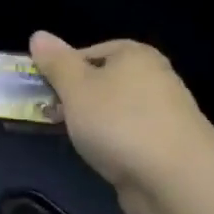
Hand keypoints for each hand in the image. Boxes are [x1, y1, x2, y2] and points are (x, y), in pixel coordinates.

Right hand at [30, 32, 213, 212]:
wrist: (174, 178)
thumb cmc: (119, 122)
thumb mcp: (76, 88)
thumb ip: (56, 63)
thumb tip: (38, 35)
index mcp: (134, 54)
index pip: (90, 51)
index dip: (63, 69)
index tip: (43, 91)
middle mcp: (153, 77)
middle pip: (103, 81)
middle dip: (75, 99)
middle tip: (51, 116)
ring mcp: (162, 113)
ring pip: (114, 111)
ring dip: (91, 123)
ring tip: (73, 140)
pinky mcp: (164, 145)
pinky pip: (127, 136)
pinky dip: (110, 144)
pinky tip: (100, 157)